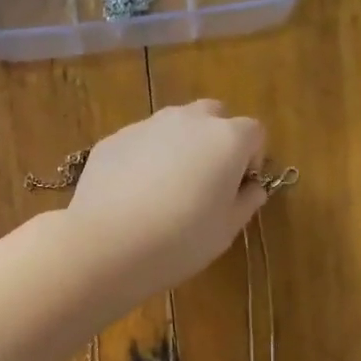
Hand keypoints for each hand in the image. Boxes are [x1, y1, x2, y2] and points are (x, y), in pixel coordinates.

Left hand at [63, 101, 267, 313]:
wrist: (106, 245)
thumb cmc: (179, 242)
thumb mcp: (224, 232)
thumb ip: (245, 203)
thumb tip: (252, 188)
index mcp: (226, 140)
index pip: (254, 132)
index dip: (251, 159)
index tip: (239, 188)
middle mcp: (189, 120)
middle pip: (213, 116)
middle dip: (216, 141)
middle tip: (206, 181)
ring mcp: (147, 125)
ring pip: (174, 125)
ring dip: (180, 146)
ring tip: (166, 189)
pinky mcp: (114, 138)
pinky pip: (141, 142)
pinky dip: (145, 158)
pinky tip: (133, 195)